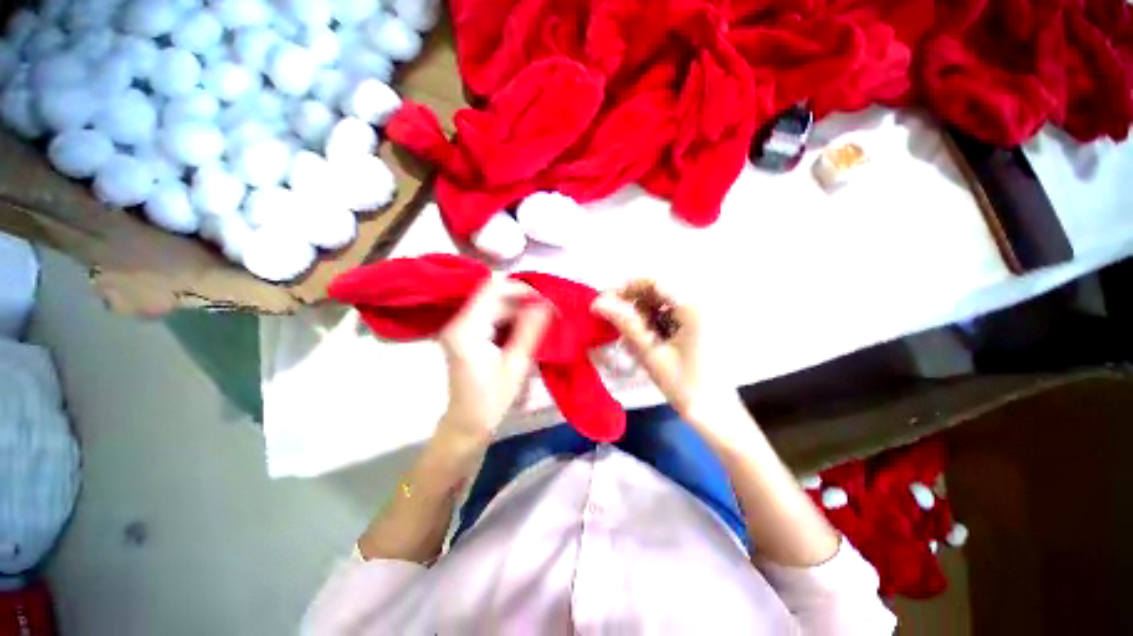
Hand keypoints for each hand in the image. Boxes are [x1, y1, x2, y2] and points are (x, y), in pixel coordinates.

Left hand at [436, 277, 552, 446]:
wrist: (467, 423)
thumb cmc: (491, 400)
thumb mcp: (516, 365)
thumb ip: (530, 331)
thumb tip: (545, 303)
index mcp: (467, 329)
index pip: (493, 289)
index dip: (521, 289)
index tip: (545, 302)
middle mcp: (458, 322)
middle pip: (493, 295)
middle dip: (523, 300)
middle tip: (548, 314)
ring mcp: (459, 327)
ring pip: (493, 304)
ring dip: (518, 309)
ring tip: (540, 322)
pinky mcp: (464, 333)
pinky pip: (489, 315)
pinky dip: (509, 318)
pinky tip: (524, 330)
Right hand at [591, 284, 740, 430]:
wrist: (716, 415)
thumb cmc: (686, 386)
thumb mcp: (651, 353)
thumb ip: (625, 324)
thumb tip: (598, 303)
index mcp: (692, 307)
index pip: (653, 282)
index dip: (625, 287)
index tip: (604, 301)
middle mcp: (698, 304)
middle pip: (657, 291)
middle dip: (631, 303)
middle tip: (611, 320)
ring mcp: (698, 316)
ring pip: (660, 304)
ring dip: (640, 315)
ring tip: (627, 337)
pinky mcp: (695, 326)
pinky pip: (667, 316)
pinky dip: (651, 324)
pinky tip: (643, 341)